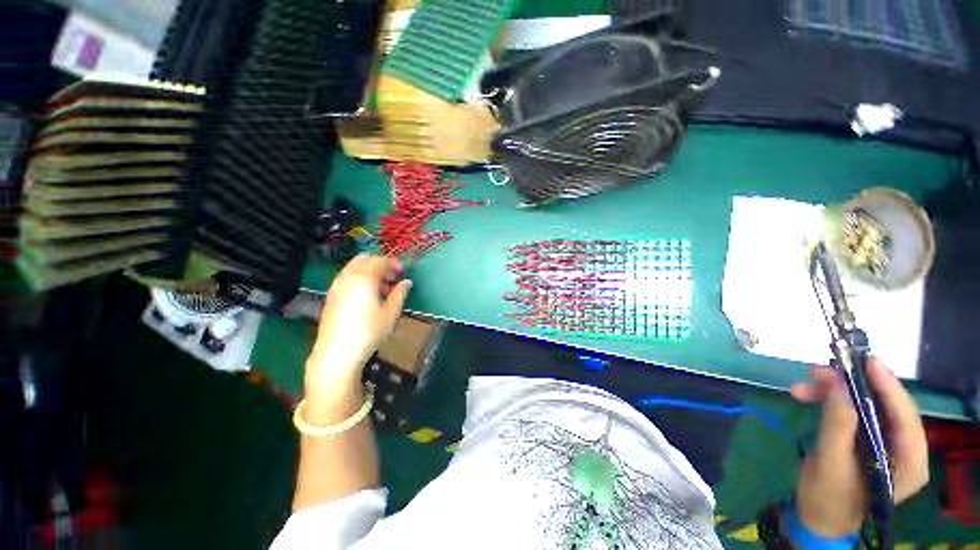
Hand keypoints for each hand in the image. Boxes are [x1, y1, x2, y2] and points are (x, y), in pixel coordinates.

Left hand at [305, 255, 411, 400]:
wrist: (337, 352)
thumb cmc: (369, 331)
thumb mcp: (391, 313)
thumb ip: (400, 293)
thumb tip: (407, 282)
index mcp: (364, 278)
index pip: (380, 261)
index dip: (394, 263)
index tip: (403, 271)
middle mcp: (347, 277)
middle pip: (364, 259)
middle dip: (380, 264)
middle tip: (392, 276)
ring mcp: (336, 286)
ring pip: (353, 268)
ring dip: (369, 271)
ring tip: (382, 288)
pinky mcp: (331, 297)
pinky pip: (346, 278)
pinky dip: (358, 279)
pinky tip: (367, 296)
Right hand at [790, 359, 928, 536]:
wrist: (817, 515)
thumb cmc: (828, 497)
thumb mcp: (831, 462)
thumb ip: (838, 423)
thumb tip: (839, 382)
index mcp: (909, 463)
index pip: (906, 418)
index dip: (889, 387)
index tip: (867, 361)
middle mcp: (904, 449)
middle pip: (886, 407)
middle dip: (854, 386)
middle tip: (821, 369)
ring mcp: (886, 443)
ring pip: (867, 405)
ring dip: (835, 392)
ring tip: (803, 385)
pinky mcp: (868, 439)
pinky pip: (853, 411)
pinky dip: (830, 400)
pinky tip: (807, 395)